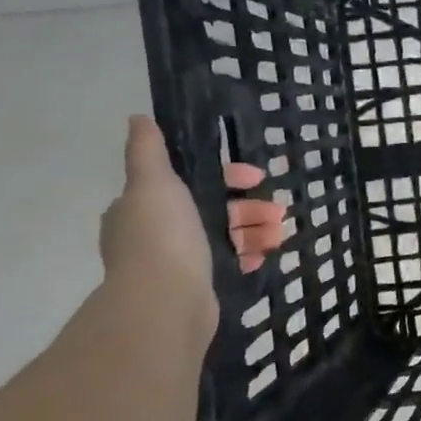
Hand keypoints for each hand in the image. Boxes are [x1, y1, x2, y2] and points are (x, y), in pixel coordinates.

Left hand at [100, 117, 289, 329]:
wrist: (164, 302)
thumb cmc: (162, 236)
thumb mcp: (154, 183)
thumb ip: (148, 151)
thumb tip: (139, 118)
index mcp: (144, 207)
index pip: (190, 182)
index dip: (227, 176)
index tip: (255, 178)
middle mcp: (156, 234)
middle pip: (212, 210)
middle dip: (249, 206)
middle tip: (278, 210)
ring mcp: (177, 263)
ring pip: (224, 237)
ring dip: (255, 231)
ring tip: (281, 233)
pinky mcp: (197, 287)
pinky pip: (228, 264)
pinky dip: (248, 256)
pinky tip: (265, 254)